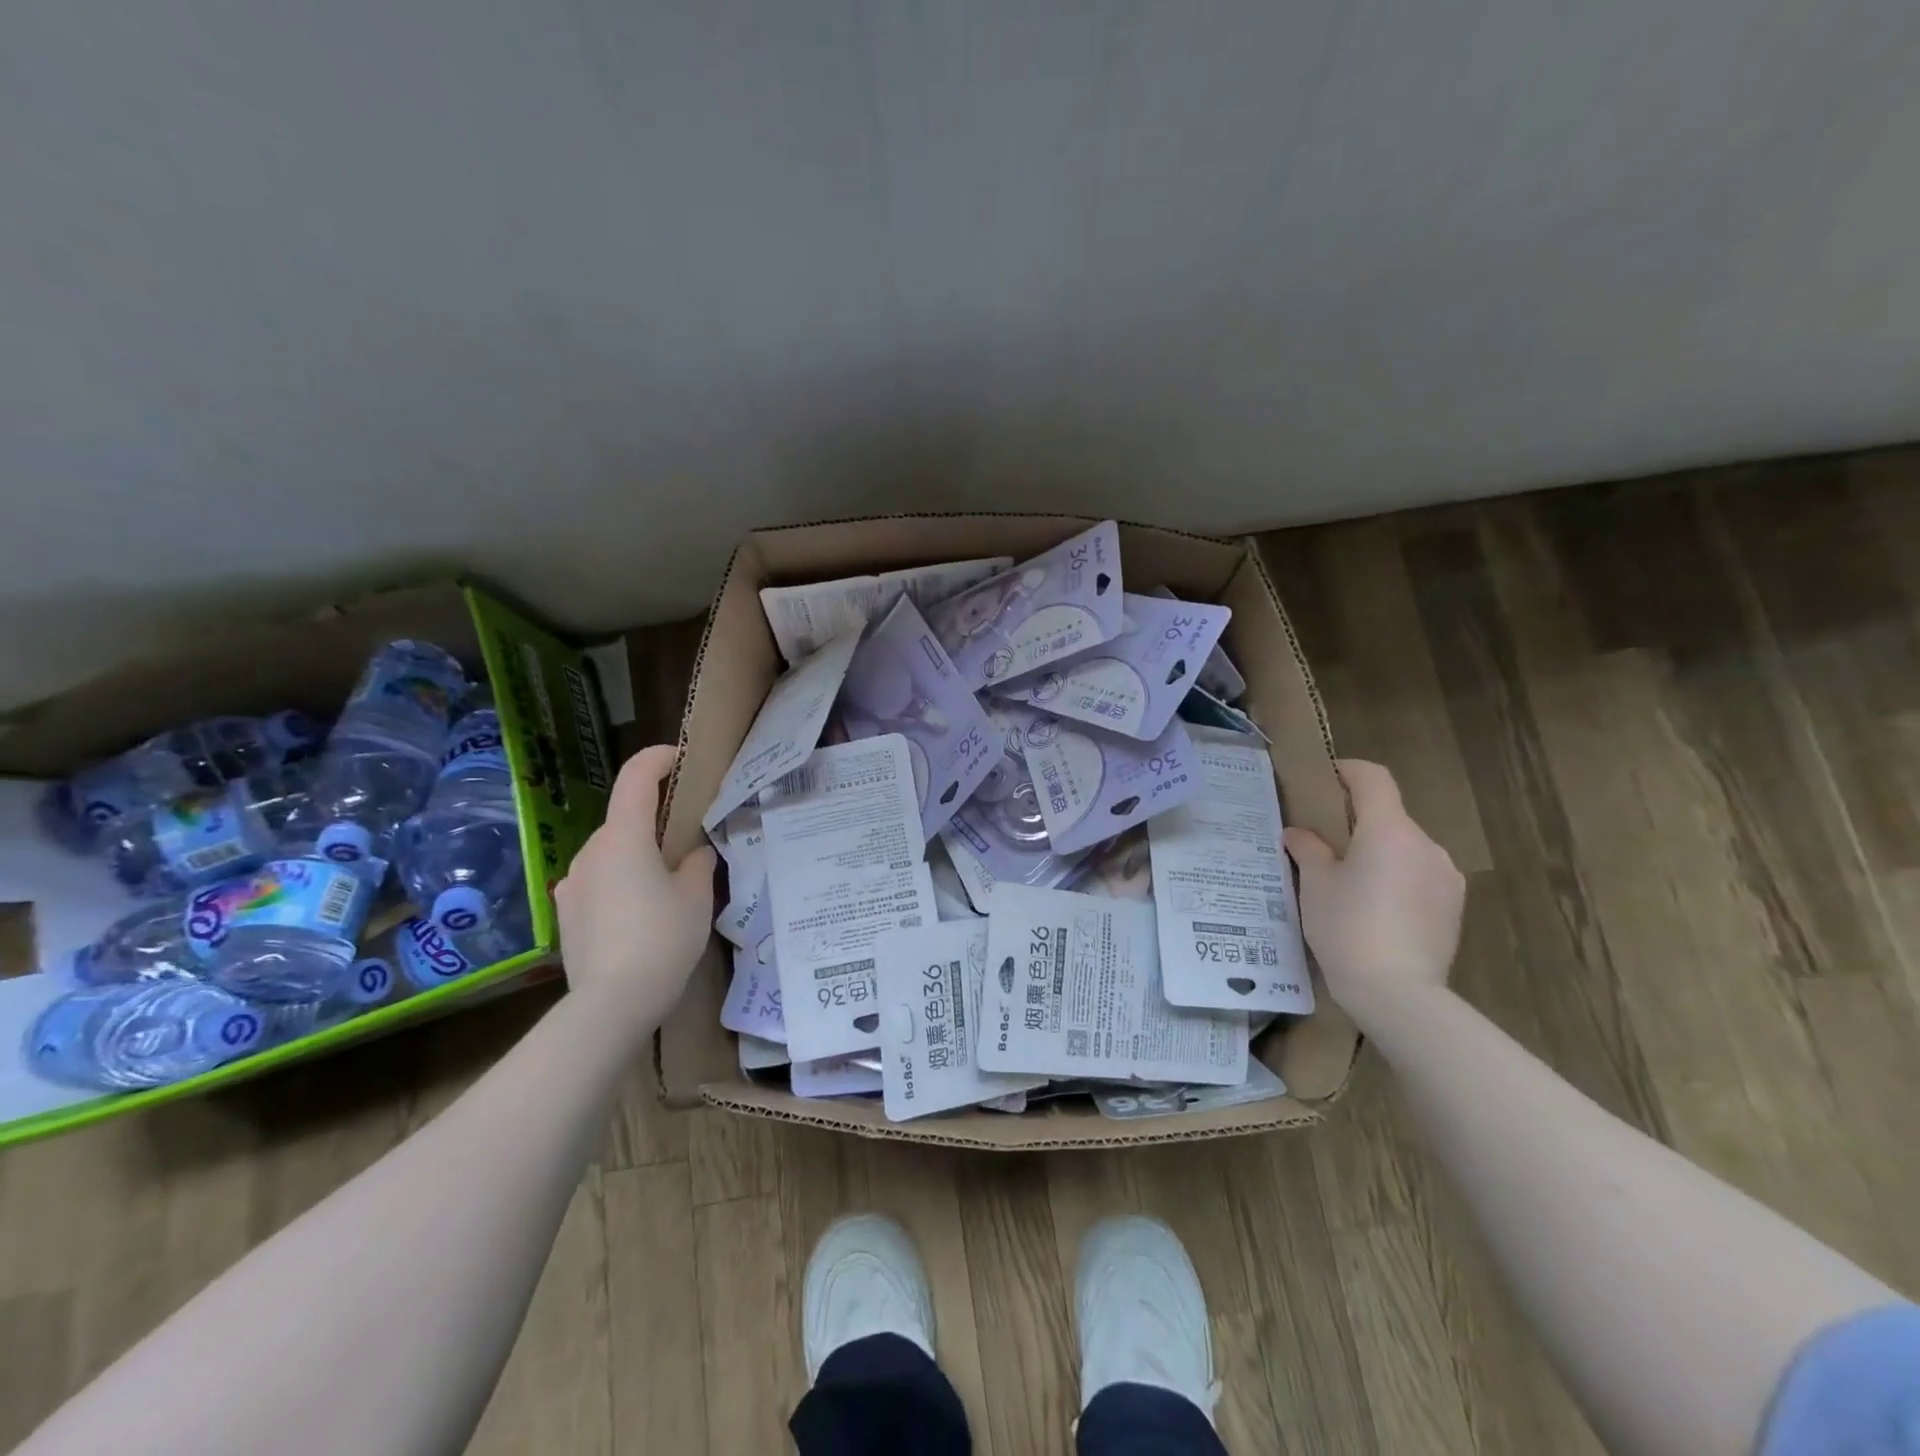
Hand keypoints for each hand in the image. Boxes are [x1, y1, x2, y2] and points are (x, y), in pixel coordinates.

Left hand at [555, 745, 716, 1037]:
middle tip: (689, 842)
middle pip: (624, 819)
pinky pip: (599, 881)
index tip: (678, 758)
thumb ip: (697, 863)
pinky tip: (641, 915)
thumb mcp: (696, 896)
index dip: (657, 759)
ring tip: (668, 885)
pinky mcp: (566, 912)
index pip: (636, 777)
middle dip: (655, 822)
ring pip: (611, 853)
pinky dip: (621, 882)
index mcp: (624, 838)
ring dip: (637, 855)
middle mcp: (590, 852)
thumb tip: (694, 852)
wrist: (611, 1004)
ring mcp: (572, 883)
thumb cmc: (662, 938)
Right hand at [1284, 760, 1464, 1015]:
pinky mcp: (1454, 906)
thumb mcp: (1315, 885)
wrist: (1398, 992)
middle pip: (1390, 816)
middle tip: (1326, 844)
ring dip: (1381, 853)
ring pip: (1406, 848)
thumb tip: (1299, 833)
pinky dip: (1398, 878)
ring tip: (1351, 884)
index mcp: (1389, 830)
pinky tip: (1376, 909)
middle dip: (1359, 822)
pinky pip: (1420, 876)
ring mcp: (1445, 876)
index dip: (1349, 770)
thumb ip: (1308, 849)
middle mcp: (1425, 844)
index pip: (1374, 779)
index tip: (1326, 777)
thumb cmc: (1347, 927)